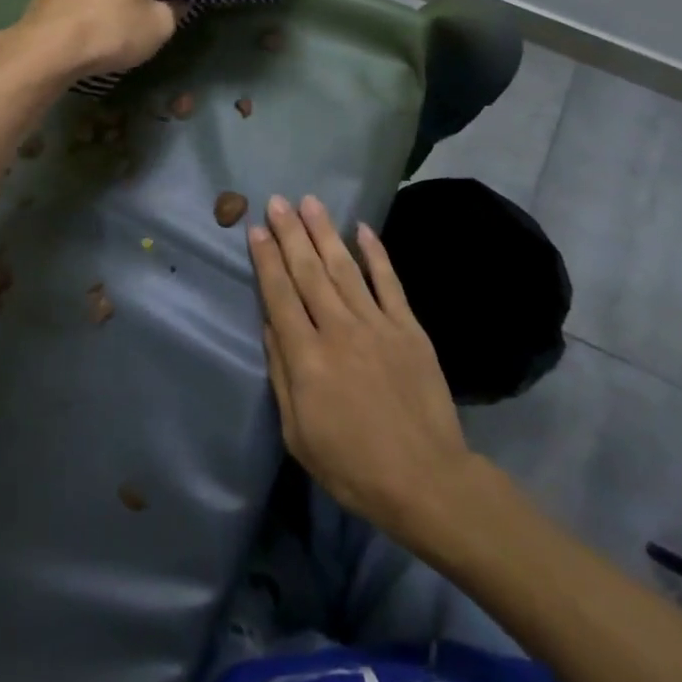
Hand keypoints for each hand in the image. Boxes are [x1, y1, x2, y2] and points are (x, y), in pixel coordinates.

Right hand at [249, 195, 476, 546]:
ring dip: (325, 232)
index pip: (280, 295)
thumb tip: (270, 325)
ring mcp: (377, 324)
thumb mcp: (299, 433)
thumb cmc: (352, 466)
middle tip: (278, 201)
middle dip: (290, 233)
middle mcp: (339, 329)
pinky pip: (389, 282)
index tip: (256, 230)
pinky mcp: (408, 327)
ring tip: (310, 202)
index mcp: (308, 357)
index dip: (266, 260)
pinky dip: (376, 253)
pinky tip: (363, 229)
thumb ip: (282, 374)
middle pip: (308, 271)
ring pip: (344, 267)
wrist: (426, 480)